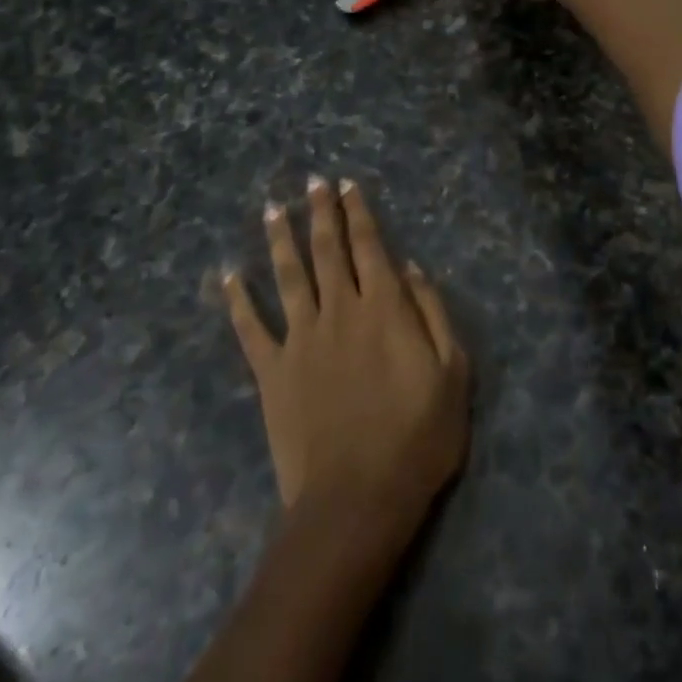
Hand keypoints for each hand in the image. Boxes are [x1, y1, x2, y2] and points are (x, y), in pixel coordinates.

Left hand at [226, 177, 469, 540]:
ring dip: (280, 239)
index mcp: (384, 308)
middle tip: (312, 182)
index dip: (358, 212)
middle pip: (327, 249)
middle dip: (320, 212)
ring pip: (288, 276)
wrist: (356, 499)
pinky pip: (250, 328)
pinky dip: (237, 300)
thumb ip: (433, 314)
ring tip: (273, 209)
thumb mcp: (453, 374)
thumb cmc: (417, 439)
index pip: (369, 245)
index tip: (347, 185)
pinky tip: (228, 276)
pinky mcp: (272, 372)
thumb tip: (410, 268)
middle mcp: (339, 310)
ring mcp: (300, 339)